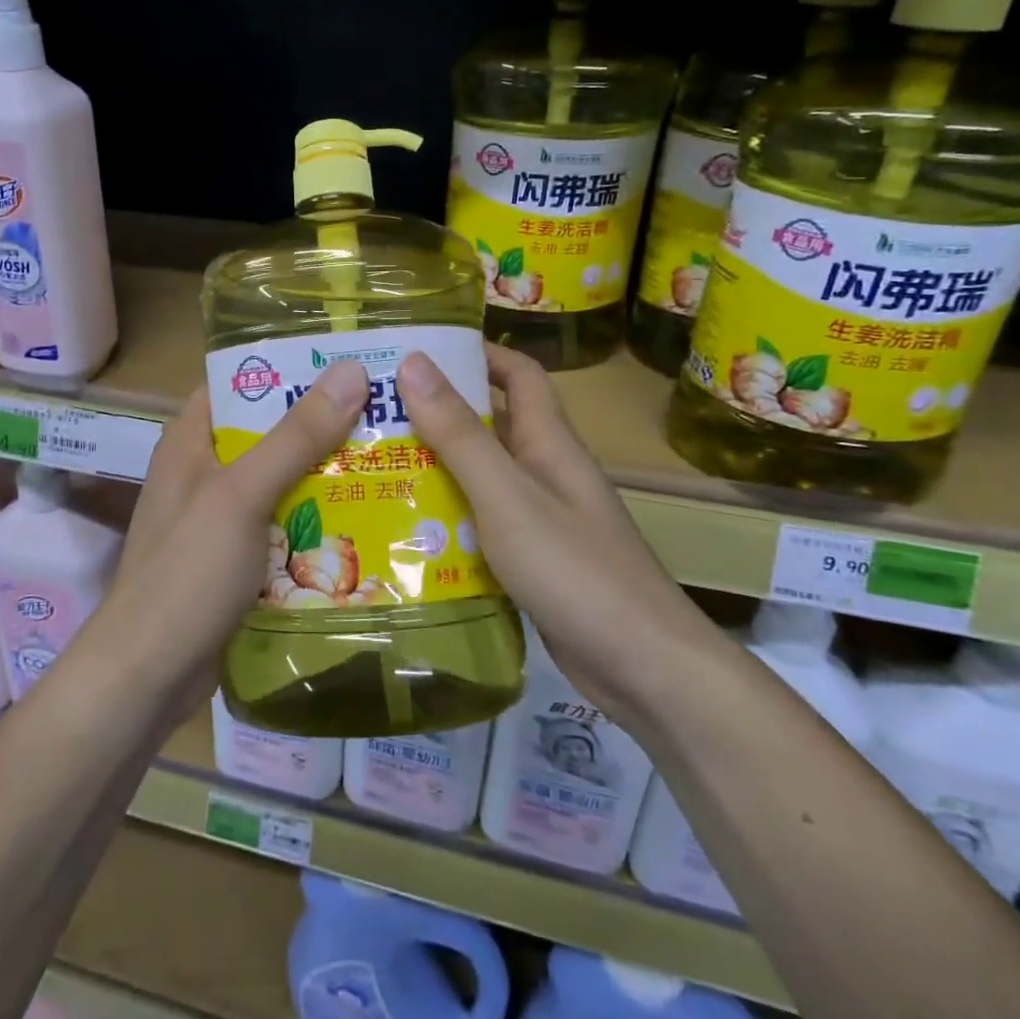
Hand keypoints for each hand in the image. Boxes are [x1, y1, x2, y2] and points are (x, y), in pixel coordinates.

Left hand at [91, 359, 370, 719]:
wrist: (148, 676)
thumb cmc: (187, 572)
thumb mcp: (242, 495)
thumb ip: (295, 436)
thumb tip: (350, 371)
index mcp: (191, 439)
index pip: (240, 380)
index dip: (289, 365)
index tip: (347, 358)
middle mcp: (204, 469)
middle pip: (268, 431)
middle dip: (321, 422)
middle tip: (385, 409)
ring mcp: (219, 516)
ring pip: (280, 479)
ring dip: (324, 473)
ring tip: (388, 457)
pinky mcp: (235, 557)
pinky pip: (282, 523)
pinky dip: (314, 519)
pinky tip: (362, 518)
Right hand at [395, 344, 713, 711]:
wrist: (644, 668)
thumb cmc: (574, 568)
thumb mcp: (507, 495)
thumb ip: (460, 434)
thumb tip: (414, 362)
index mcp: (548, 442)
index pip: (518, 374)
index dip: (477, 353)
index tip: (421, 349)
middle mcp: (545, 471)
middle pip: (491, 425)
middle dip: (438, 413)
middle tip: (375, 413)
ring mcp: (541, 518)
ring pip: (482, 477)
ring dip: (437, 468)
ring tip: (376, 466)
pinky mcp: (533, 559)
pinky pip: (483, 523)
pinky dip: (449, 518)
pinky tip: (407, 531)